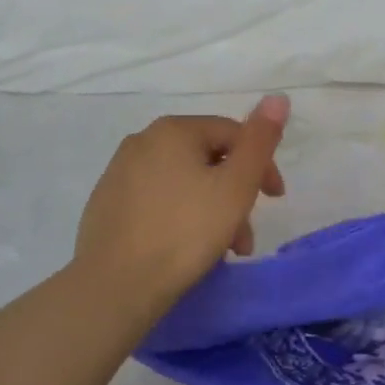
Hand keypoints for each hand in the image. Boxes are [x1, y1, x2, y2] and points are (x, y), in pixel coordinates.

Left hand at [73, 95, 289, 328]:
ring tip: (223, 251)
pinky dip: (181, 217)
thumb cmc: (185, 232)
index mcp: (173, 130)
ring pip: (184, 183)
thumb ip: (259, 141)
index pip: (233, 134)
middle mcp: (142, 141)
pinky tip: (186, 249)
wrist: (114, 286)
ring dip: (212, 210)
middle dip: (236, 195)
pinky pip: (158, 201)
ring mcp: (119, 173)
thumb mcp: (236, 187)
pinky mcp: (106, 205)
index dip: (261, 164)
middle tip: (246, 236)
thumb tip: (277, 97)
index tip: (275, 199)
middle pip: (207, 159)